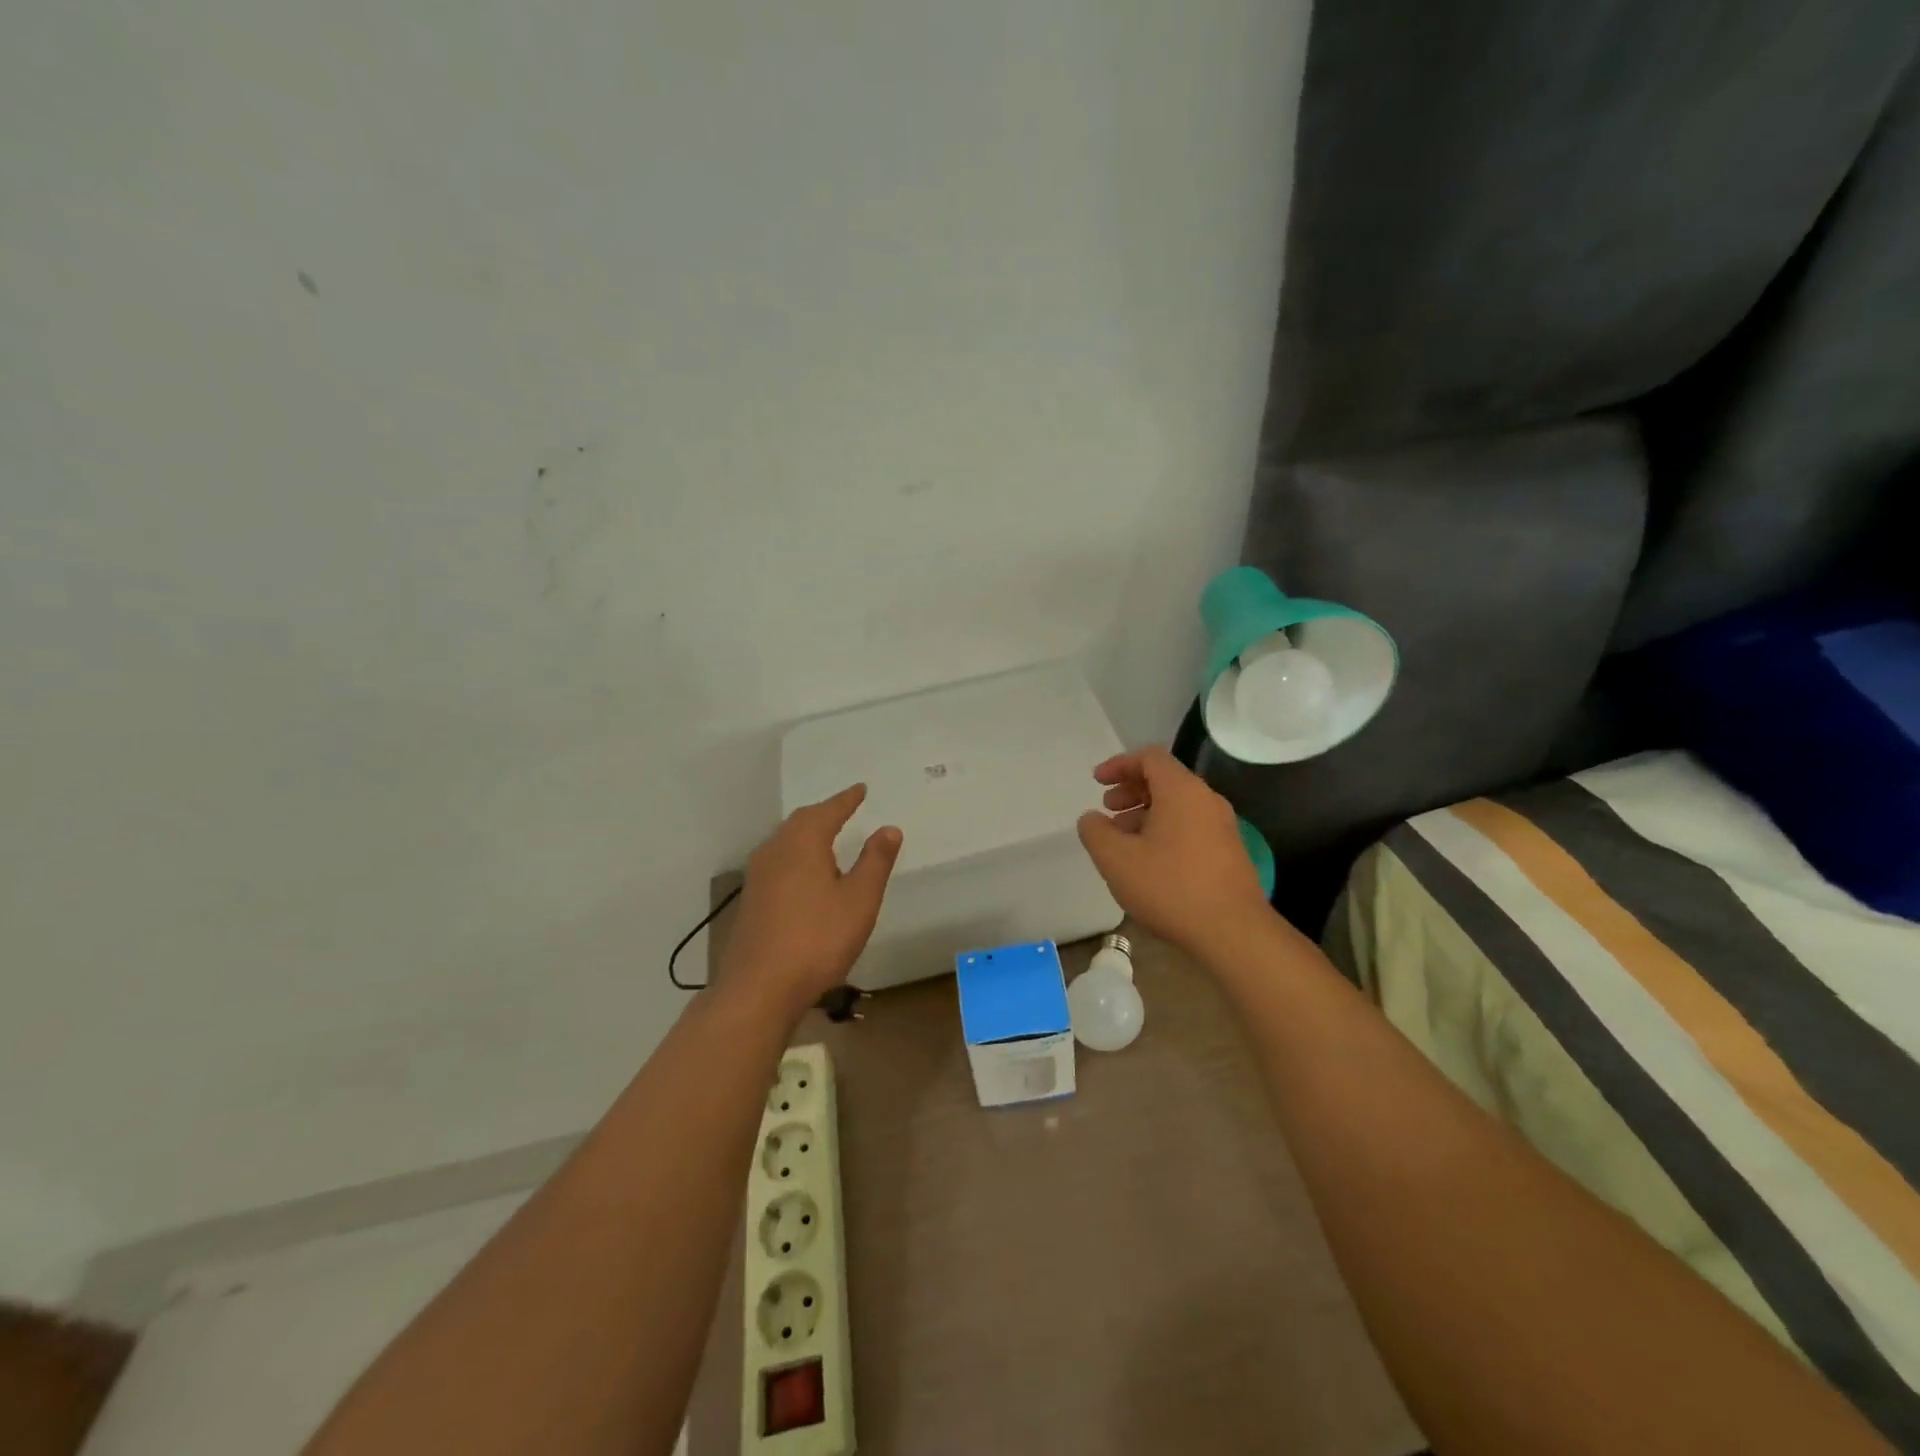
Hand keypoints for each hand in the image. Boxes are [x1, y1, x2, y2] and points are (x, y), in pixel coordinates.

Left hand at [719, 784, 902, 1016]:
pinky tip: (805, 873)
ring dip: (808, 834)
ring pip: (786, 841)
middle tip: (845, 808)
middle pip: (802, 821)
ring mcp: (758, 875)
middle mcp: (775, 850)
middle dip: (825, 813)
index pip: (828, 811)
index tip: (861, 789)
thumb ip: (875, 861)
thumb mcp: (859, 899)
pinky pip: (778, 861)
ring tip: (828, 836)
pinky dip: (797, 855)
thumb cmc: (817, 939)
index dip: (847, 800)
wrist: (759, 988)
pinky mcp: (751, 899)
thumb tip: (889, 828)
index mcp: (803, 842)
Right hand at [1077, 746, 1271, 959]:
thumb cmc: (1170, 887)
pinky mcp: (1229, 852)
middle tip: (1108, 810)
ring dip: (1146, 813)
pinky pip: (1191, 826)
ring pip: (1178, 805)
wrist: (1233, 932)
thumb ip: (1095, 831)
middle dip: (1131, 790)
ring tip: (1123, 840)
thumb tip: (1092, 819)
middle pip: (1165, 779)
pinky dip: (1165, 830)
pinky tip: (1149, 861)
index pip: (1150, 757)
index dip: (1119, 764)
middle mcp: (1207, 800)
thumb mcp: (1116, 859)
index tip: (1097, 782)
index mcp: (1182, 791)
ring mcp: (1223, 827)